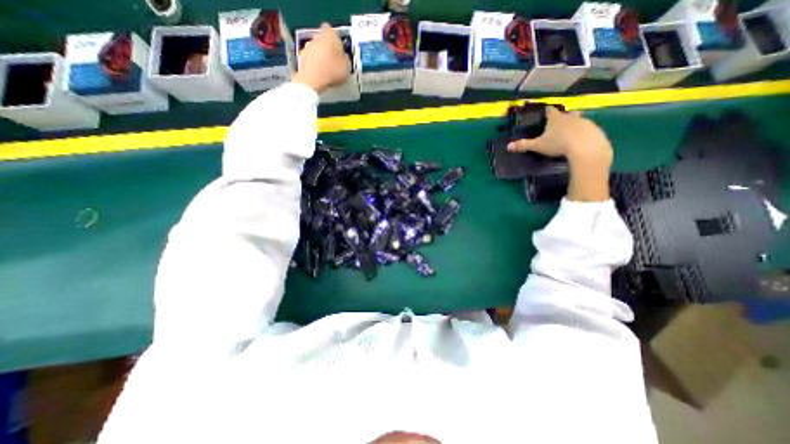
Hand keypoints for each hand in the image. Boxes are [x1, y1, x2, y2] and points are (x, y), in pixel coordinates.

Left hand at [292, 23, 347, 92]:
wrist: (313, 80)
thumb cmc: (331, 70)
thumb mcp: (347, 67)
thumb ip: (346, 59)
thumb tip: (344, 60)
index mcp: (330, 34)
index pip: (334, 32)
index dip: (338, 41)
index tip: (341, 50)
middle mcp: (317, 37)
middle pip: (324, 41)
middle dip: (329, 50)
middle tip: (336, 62)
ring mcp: (308, 47)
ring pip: (317, 50)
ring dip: (321, 58)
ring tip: (329, 72)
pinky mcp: (302, 58)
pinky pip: (311, 60)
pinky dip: (315, 66)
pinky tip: (321, 76)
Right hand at [505, 105, 608, 163]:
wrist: (586, 148)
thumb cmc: (558, 144)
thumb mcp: (538, 146)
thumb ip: (523, 145)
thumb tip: (508, 147)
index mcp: (556, 119)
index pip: (550, 111)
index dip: (547, 111)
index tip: (545, 111)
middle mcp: (570, 117)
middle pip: (567, 113)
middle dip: (563, 116)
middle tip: (559, 122)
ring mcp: (585, 122)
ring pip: (579, 121)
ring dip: (575, 124)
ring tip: (570, 133)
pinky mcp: (595, 130)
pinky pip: (588, 130)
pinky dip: (584, 133)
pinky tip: (581, 141)